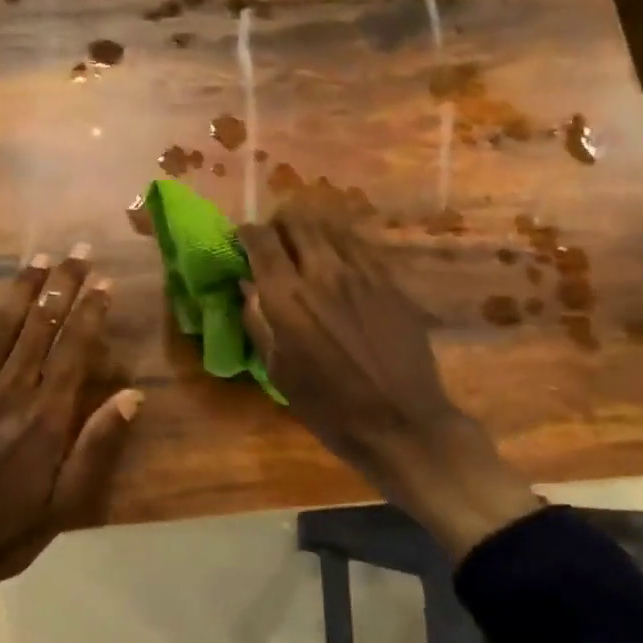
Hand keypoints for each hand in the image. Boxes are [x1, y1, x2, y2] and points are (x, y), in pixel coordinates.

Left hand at [0, 250, 142, 619]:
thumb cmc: (7, 532)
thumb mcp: (66, 503)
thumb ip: (97, 446)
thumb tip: (132, 395)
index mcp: (45, 419)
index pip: (73, 351)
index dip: (90, 312)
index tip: (104, 281)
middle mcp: (10, 394)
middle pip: (40, 328)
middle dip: (61, 285)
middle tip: (77, 250)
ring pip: (1, 329)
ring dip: (22, 289)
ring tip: (39, 256)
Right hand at [236, 216, 540, 560]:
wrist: (400, 421)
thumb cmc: (329, 407)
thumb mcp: (278, 371)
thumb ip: (259, 322)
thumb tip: (248, 289)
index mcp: (287, 297)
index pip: (261, 240)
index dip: (247, 234)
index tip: (242, 242)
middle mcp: (323, 272)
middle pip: (296, 222)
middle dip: (279, 225)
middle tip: (274, 242)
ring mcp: (362, 272)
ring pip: (330, 227)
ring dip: (310, 231)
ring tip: (305, 248)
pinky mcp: (389, 279)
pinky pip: (359, 245)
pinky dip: (340, 244)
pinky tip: (338, 262)